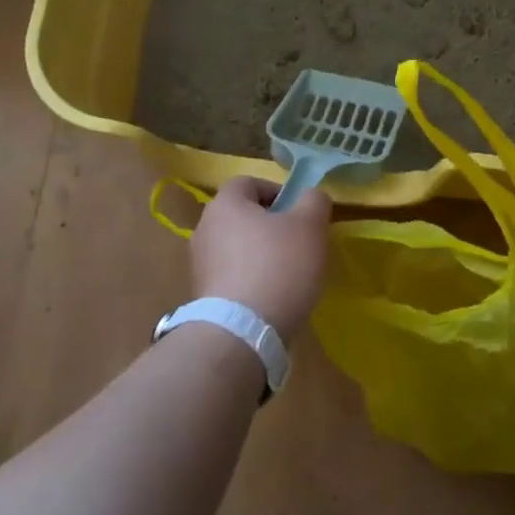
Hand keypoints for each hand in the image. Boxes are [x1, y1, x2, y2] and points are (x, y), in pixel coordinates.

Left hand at [190, 177, 330, 340]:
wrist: (242, 331)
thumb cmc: (278, 266)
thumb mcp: (310, 226)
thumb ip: (314, 201)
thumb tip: (312, 196)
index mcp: (225, 204)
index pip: (249, 182)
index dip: (277, 191)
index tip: (300, 212)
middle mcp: (204, 228)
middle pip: (242, 215)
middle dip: (271, 224)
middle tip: (299, 241)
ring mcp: (200, 264)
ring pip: (237, 246)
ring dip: (261, 253)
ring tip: (289, 273)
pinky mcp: (204, 295)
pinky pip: (232, 275)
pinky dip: (252, 279)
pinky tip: (272, 296)